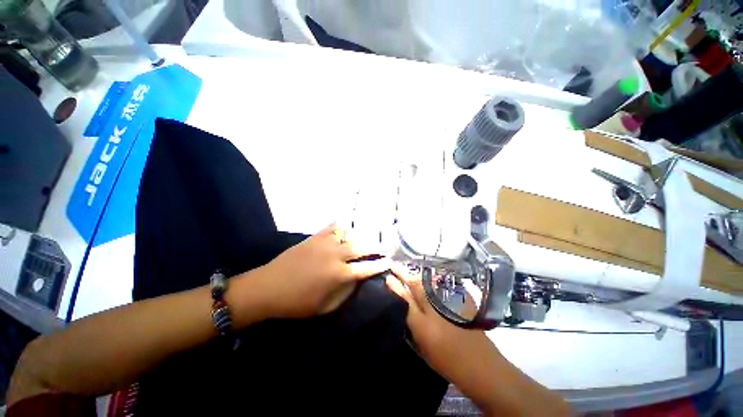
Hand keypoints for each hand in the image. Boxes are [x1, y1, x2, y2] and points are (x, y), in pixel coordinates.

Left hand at [255, 223, 391, 317]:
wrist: (268, 287)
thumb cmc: (297, 303)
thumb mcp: (325, 307)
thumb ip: (346, 293)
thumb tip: (358, 280)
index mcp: (339, 274)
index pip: (367, 267)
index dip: (380, 264)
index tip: (389, 262)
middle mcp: (335, 255)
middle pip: (362, 247)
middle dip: (375, 248)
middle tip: (382, 249)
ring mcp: (325, 243)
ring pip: (349, 234)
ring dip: (359, 238)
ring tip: (363, 242)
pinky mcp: (315, 237)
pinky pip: (333, 228)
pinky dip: (342, 229)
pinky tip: (345, 232)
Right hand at [384, 265, 494, 380]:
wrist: (483, 366)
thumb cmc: (449, 365)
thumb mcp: (424, 352)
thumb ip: (413, 331)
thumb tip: (404, 313)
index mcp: (424, 326)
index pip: (405, 301)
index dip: (395, 287)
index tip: (388, 277)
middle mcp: (435, 311)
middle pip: (416, 286)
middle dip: (403, 273)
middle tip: (394, 265)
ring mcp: (449, 305)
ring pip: (428, 285)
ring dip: (416, 276)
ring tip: (407, 271)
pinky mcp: (460, 302)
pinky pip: (441, 289)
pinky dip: (431, 283)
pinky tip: (427, 280)